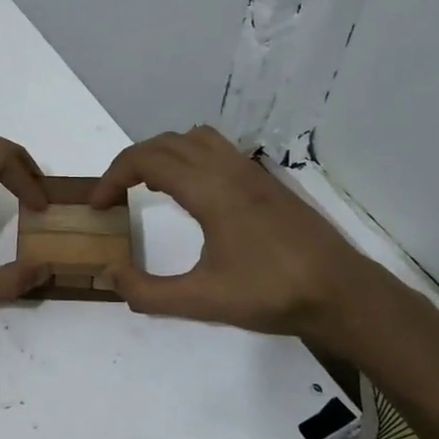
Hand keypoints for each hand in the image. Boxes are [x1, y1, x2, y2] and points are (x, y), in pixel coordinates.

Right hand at [91, 125, 395, 356]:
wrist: (341, 292)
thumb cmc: (270, 293)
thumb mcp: (201, 300)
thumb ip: (148, 291)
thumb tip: (111, 273)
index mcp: (209, 189)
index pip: (147, 160)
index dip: (112, 177)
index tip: (97, 205)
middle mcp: (228, 169)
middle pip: (166, 142)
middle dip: (131, 163)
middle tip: (115, 196)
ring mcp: (251, 172)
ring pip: (194, 139)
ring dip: (163, 153)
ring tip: (149, 186)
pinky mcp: (266, 182)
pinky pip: (217, 149)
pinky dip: (190, 157)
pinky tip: (193, 194)